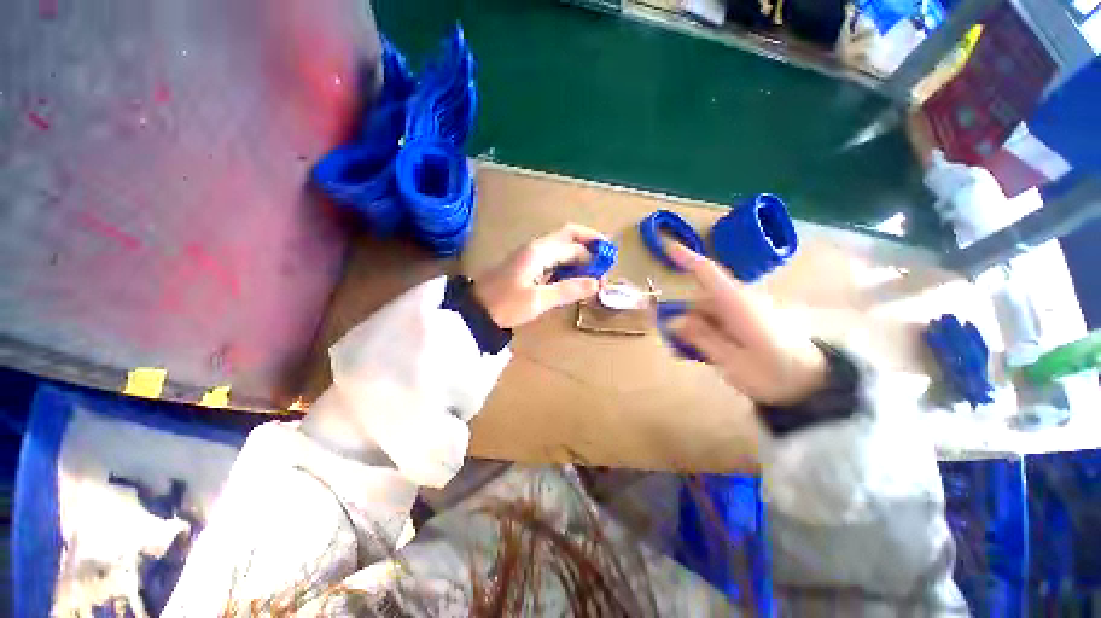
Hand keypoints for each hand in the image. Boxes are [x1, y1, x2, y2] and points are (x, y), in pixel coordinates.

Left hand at [474, 224, 604, 328]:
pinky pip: (553, 256)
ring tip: (593, 267)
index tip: (607, 268)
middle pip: (568, 235)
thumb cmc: (506, 304)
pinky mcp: (527, 264)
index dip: (593, 254)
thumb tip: (596, 283)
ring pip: (560, 246)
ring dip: (578, 252)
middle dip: (588, 243)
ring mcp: (530, 254)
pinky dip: (567, 261)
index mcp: (540, 251)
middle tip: (605, 256)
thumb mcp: (539, 300)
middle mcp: (536, 247)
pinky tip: (573, 274)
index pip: (574, 246)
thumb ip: (568, 290)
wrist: (476, 310)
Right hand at [665, 242, 826, 405]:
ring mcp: (748, 310)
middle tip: (674, 342)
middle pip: (701, 299)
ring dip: (696, 328)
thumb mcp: (731, 361)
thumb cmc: (773, 374)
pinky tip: (707, 351)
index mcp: (737, 304)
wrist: (813, 385)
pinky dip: (708, 332)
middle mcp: (742, 301)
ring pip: (710, 311)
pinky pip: (721, 319)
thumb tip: (673, 320)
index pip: (707, 272)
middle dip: (684, 317)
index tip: (667, 247)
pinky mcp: (752, 320)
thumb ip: (701, 337)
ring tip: (691, 353)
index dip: (686, 258)